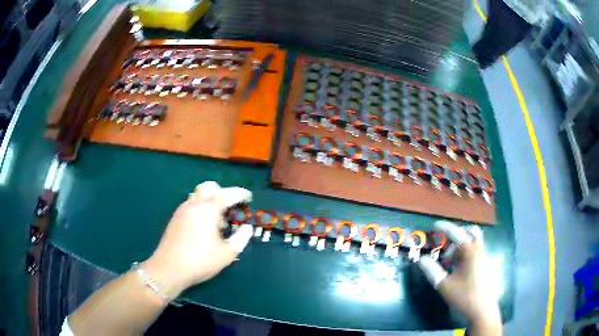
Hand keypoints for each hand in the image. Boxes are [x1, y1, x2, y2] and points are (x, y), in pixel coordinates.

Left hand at [143, 181, 253, 299]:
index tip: (247, 196)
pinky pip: (191, 204)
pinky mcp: (175, 218)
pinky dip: (200, 208)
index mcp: (208, 210)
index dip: (239, 193)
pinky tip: (204, 227)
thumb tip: (246, 228)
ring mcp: (182, 210)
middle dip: (222, 192)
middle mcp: (194, 205)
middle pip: (209, 187)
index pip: (227, 194)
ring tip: (217, 221)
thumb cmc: (200, 261)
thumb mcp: (226, 254)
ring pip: (198, 195)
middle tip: (230, 207)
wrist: (169, 268)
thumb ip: (240, 238)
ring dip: (210, 201)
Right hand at [417, 221, 500, 326]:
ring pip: (474, 241)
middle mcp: (479, 250)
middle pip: (471, 231)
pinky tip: (458, 269)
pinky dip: (466, 253)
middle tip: (446, 245)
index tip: (434, 226)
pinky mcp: (485, 265)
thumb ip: (432, 271)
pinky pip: (476, 251)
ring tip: (449, 262)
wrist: (483, 309)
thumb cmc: (464, 296)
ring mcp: (484, 257)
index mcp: (470, 252)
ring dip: (461, 246)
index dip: (444, 227)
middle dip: (458, 234)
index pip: (456, 233)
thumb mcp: (444, 285)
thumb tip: (421, 259)